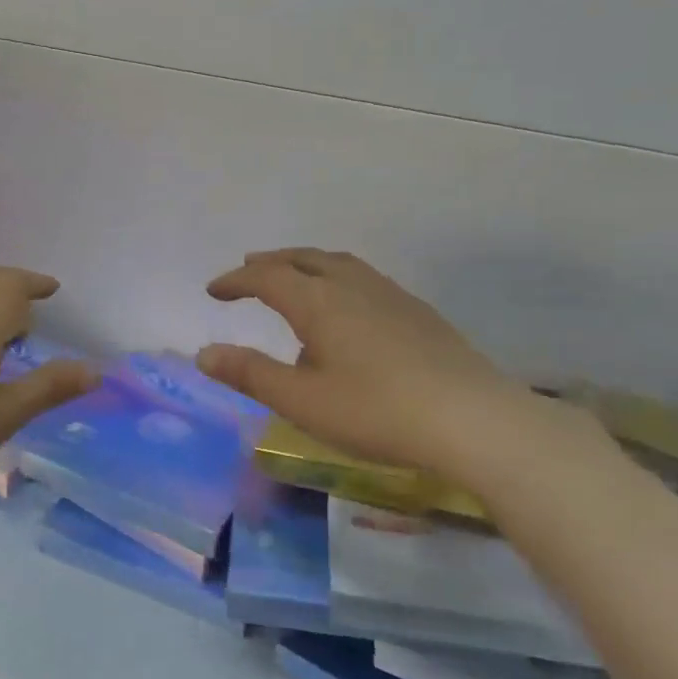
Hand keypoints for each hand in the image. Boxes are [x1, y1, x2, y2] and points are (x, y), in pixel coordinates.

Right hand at [196, 249, 549, 482]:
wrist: (473, 419)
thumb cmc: (376, 411)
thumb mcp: (302, 401)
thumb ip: (251, 374)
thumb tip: (204, 354)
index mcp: (319, 302)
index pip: (267, 277)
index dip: (236, 280)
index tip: (213, 290)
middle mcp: (352, 286)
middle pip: (303, 259)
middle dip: (270, 262)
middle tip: (248, 270)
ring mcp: (390, 295)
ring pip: (337, 263)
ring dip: (305, 264)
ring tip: (293, 277)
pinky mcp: (417, 312)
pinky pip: (363, 278)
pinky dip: (336, 277)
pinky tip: (347, 307)